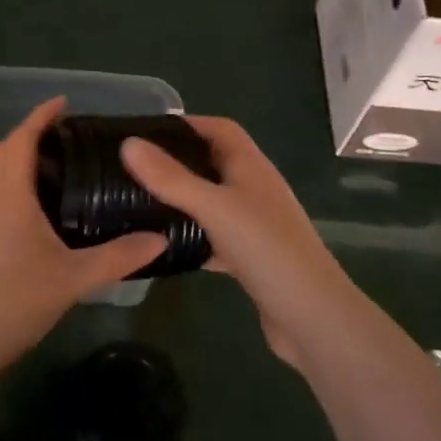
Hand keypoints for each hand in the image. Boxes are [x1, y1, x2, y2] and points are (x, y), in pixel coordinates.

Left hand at [0, 98, 166, 372]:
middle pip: (6, 153)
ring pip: (0, 175)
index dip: (40, 117)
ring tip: (61, 163)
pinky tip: (44, 206)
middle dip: (31, 134)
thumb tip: (160, 238)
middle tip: (67, 132)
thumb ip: (118, 257)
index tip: (64, 102)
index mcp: (10, 197)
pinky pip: (0, 197)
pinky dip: (20, 185)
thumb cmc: (15, 300)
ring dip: (24, 159)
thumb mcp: (73, 278)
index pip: (20, 142)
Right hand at [121, 118, 354, 366]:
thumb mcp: (214, 208)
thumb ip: (171, 178)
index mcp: (251, 167)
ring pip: (213, 202)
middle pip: (214, 163)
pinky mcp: (251, 258)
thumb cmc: (266, 249)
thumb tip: (129, 143)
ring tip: (141, 204)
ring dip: (183, 200)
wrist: (311, 317)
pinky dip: (193, 237)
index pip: (220, 129)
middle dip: (178, 161)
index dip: (188, 124)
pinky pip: (215, 237)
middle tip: (135, 169)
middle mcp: (255, 189)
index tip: (147, 132)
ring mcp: (255, 225)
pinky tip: (166, 248)